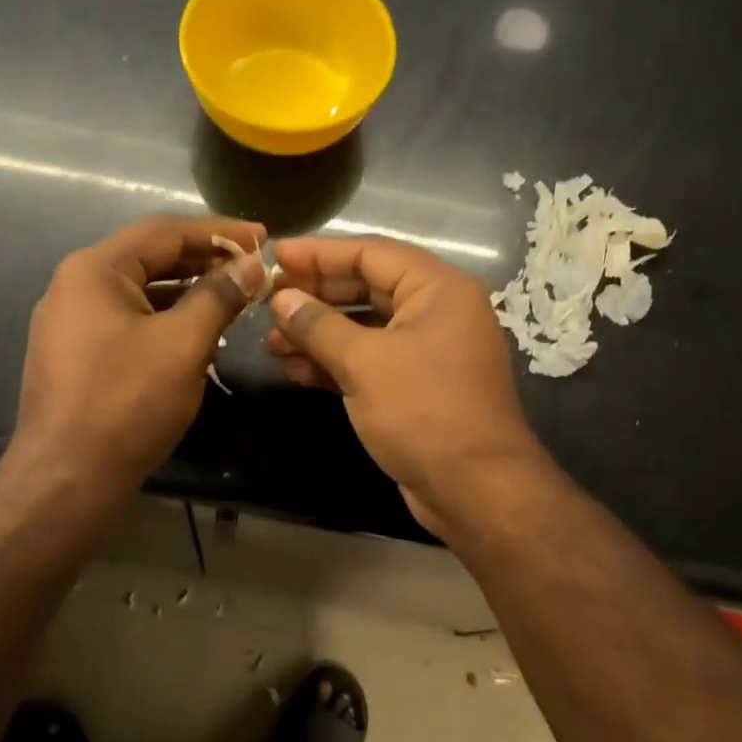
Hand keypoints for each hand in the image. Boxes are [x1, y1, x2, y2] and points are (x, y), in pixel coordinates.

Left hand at [10, 215, 266, 496]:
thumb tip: (250, 265)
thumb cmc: (127, 404)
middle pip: (148, 258)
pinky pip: (126, 322)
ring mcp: (69, 323)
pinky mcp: (73, 356)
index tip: (262, 238)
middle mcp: (74, 286)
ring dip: (186, 293)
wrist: (66, 478)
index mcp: (95, 270)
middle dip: (202, 261)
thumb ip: (218, 297)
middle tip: (251, 270)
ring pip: (139, 293)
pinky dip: (163, 320)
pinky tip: (194, 335)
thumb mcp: (182, 345)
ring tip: (231, 300)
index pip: (164, 231)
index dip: (218, 231)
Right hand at [267, 237, 544, 534]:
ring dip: (318, 335)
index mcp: (437, 290)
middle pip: (366, 289)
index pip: (370, 254)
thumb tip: (281, 299)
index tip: (276, 255)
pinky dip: (335, 364)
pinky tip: (296, 370)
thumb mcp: (364, 363)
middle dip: (316, 298)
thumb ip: (319, 326)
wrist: (473, 488)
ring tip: (272, 342)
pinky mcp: (415, 389)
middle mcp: (436, 313)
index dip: (319, 254)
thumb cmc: (422, 412)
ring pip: (364, 330)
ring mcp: (427, 353)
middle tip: (268, 301)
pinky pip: (370, 363)